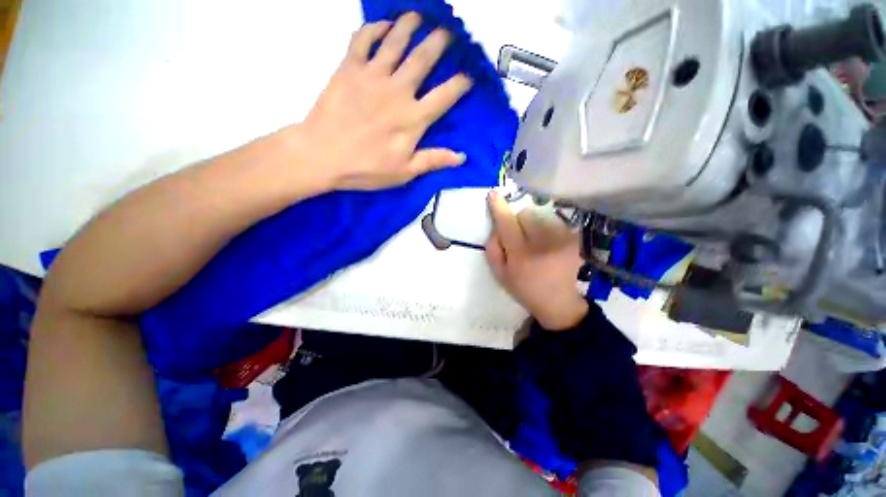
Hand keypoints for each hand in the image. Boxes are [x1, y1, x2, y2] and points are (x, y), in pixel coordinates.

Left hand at [299, 12, 472, 190]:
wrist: (321, 156)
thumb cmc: (366, 168)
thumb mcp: (404, 172)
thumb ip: (433, 160)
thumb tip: (462, 157)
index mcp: (412, 119)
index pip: (444, 96)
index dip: (461, 83)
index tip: (470, 74)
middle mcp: (397, 91)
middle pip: (423, 58)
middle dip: (439, 41)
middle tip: (449, 31)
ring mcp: (372, 76)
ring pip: (395, 41)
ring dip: (410, 25)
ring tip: (420, 16)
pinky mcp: (348, 68)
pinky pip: (363, 39)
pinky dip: (374, 27)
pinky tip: (383, 24)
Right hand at [485, 191, 588, 330]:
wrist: (558, 302)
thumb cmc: (524, 288)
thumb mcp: (499, 274)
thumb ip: (493, 248)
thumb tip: (497, 228)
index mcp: (521, 254)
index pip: (507, 224)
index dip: (499, 208)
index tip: (494, 194)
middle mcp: (542, 243)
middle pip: (526, 214)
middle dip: (519, 221)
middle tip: (520, 238)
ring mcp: (561, 239)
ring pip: (540, 216)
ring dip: (533, 225)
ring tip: (537, 244)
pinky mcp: (573, 238)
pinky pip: (553, 222)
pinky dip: (546, 229)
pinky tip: (549, 246)